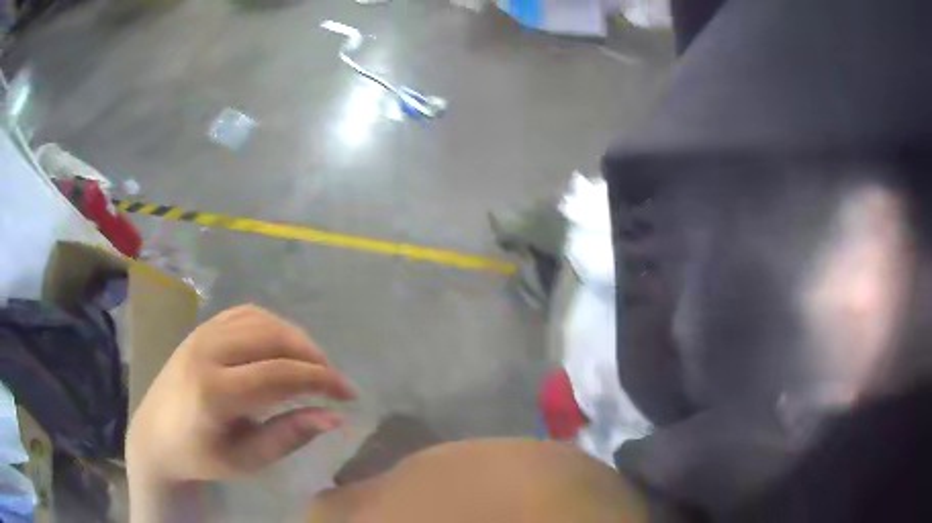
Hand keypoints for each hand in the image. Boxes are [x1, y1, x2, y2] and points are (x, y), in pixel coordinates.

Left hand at [127, 305, 355, 483]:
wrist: (155, 435)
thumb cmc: (201, 456)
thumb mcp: (247, 460)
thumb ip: (289, 436)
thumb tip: (335, 418)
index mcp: (213, 392)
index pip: (279, 375)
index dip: (321, 380)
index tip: (348, 395)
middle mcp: (206, 352)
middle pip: (272, 337)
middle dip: (312, 356)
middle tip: (333, 381)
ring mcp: (201, 334)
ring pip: (261, 319)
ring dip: (294, 338)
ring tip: (312, 364)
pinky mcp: (200, 328)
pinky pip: (244, 313)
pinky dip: (271, 325)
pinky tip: (281, 346)